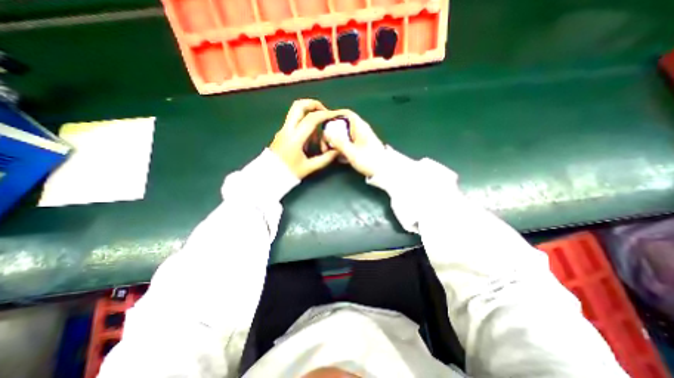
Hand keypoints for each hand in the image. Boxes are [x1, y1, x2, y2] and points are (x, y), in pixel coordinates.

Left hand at [271, 99, 339, 178]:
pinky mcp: (282, 132)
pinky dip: (304, 123)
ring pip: (295, 111)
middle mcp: (287, 129)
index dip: (325, 115)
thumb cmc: (289, 172)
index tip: (334, 116)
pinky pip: (294, 121)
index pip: (311, 119)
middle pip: (299, 105)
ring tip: (317, 132)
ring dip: (309, 114)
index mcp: (295, 138)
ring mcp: (283, 129)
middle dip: (314, 104)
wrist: (269, 176)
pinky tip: (310, 138)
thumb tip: (337, 151)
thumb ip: (325, 159)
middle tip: (324, 112)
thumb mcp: (309, 167)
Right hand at [321, 109, 383, 176]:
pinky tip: (338, 157)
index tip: (324, 124)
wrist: (383, 171)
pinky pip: (348, 143)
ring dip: (336, 142)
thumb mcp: (352, 152)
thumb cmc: (369, 160)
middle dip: (332, 133)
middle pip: (343, 125)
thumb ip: (339, 142)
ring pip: (344, 135)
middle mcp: (360, 130)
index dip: (334, 116)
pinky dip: (342, 148)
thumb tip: (326, 132)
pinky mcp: (361, 147)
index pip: (346, 114)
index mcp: (360, 127)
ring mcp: (361, 139)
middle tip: (325, 144)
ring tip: (329, 152)